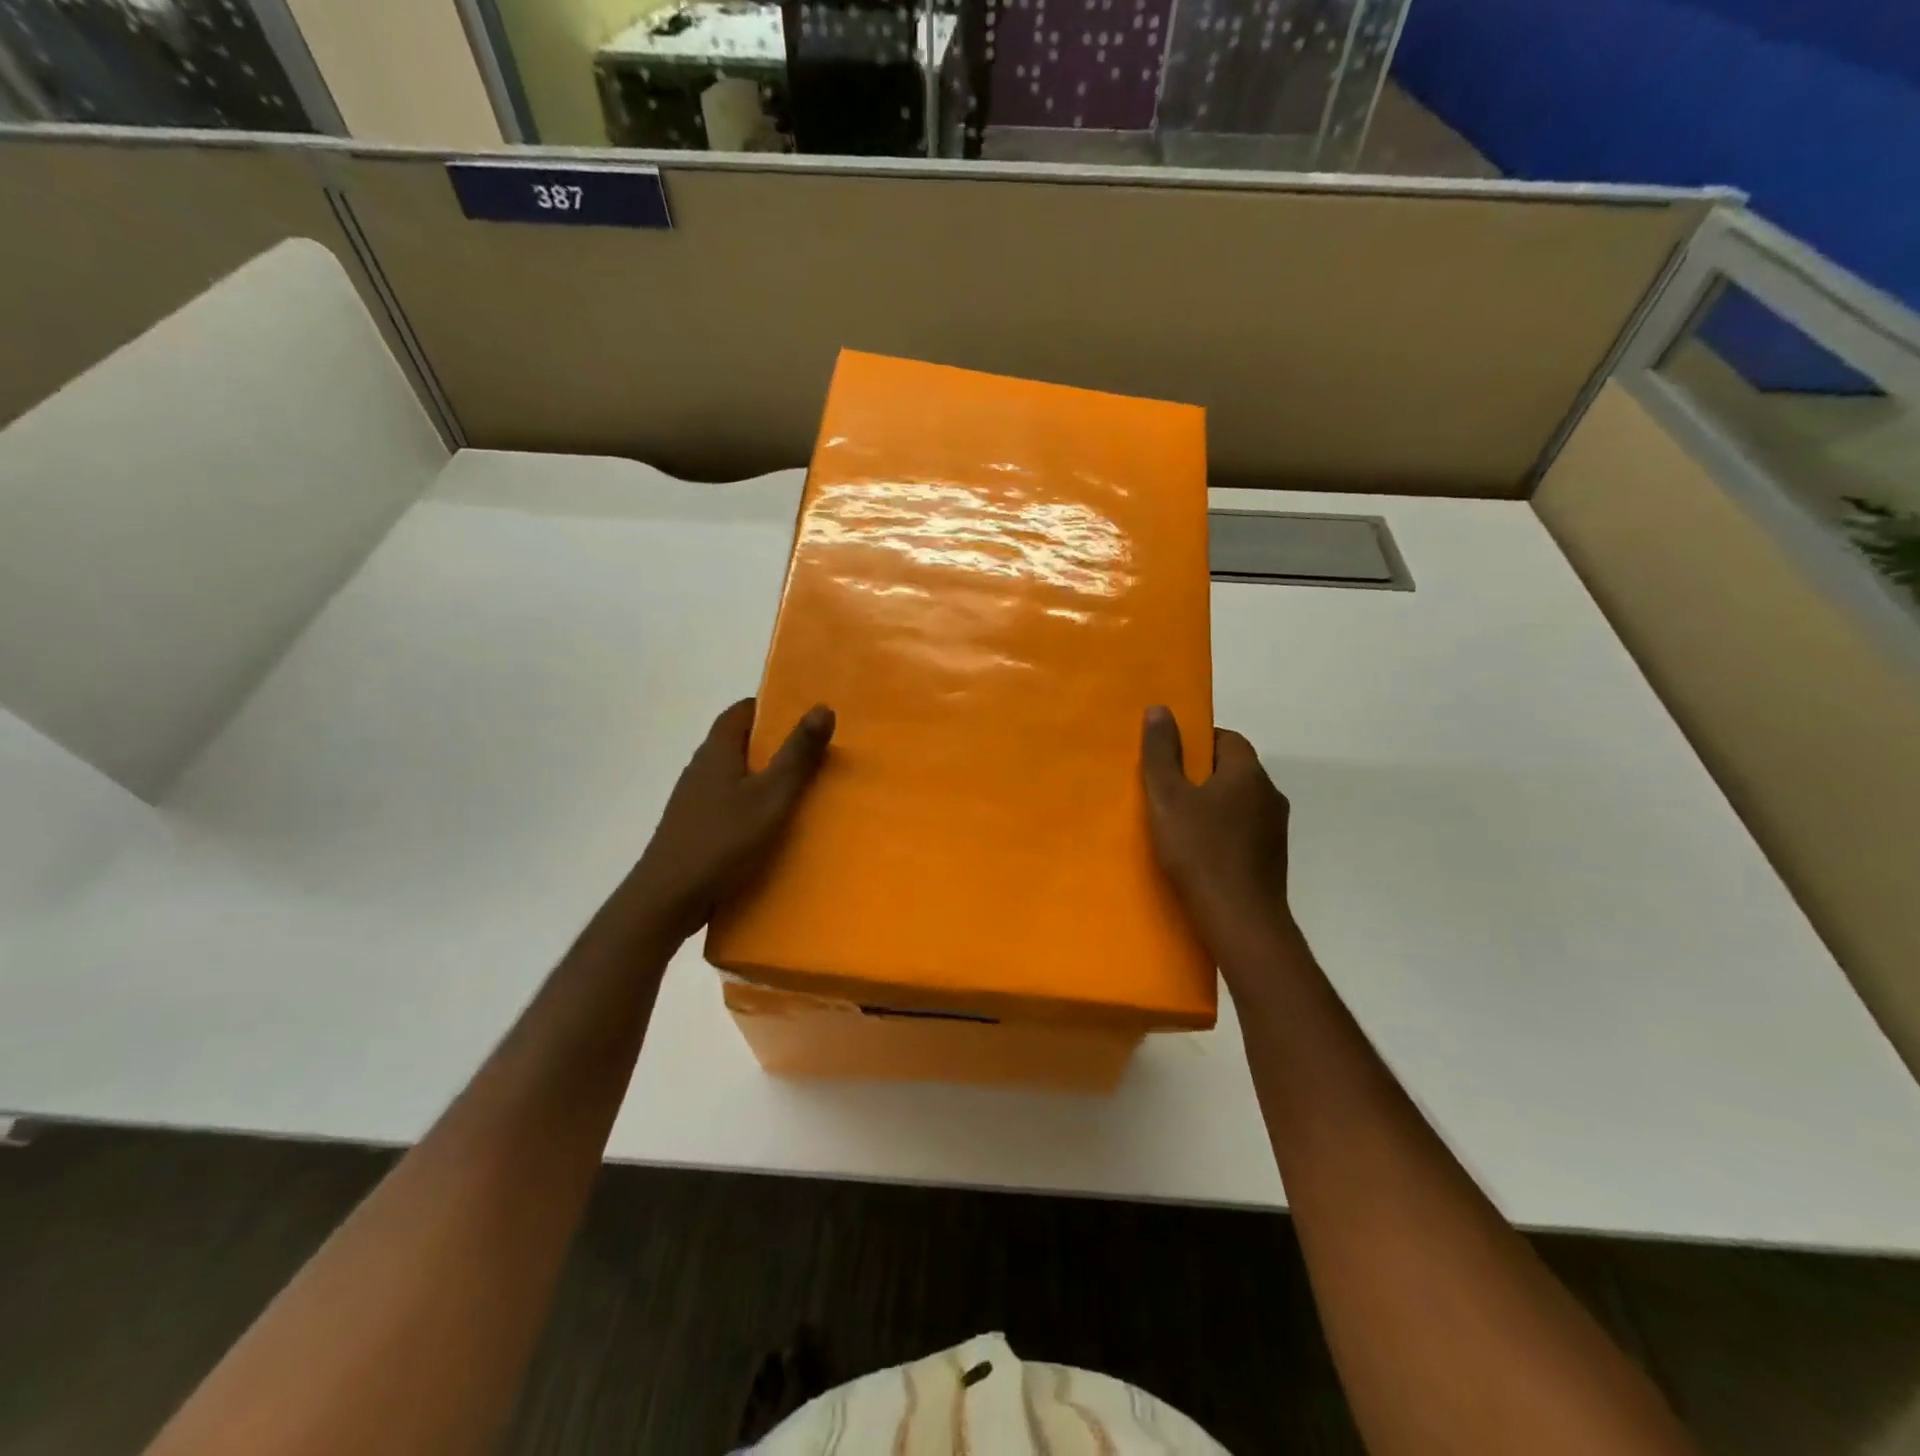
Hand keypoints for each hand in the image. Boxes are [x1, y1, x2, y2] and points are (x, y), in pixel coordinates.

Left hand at [626, 698, 834, 942]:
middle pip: (741, 741)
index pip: (743, 710)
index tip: (807, 717)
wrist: (668, 899)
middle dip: (777, 744)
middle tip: (817, 754)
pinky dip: (754, 804)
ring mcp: (695, 799)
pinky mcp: (696, 826)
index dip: (774, 707)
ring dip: (766, 777)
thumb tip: (823, 707)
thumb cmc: (722, 841)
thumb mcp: (771, 796)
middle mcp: (702, 767)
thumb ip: (797, 755)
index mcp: (717, 751)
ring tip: (804, 789)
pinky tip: (774, 825)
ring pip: (737, 774)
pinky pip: (731, 802)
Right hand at [1140, 705, 1294, 949]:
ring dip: (1212, 806)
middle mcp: (1270, 794)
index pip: (1226, 738)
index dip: (1195, 743)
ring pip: (1238, 802)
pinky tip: (1199, 853)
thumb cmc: (1200, 852)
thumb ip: (1162, 753)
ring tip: (1177, 824)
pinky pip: (1243, 830)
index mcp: (1248, 773)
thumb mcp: (1168, 798)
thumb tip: (1160, 708)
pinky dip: (1222, 832)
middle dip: (1200, 775)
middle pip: (1232, 770)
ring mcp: (1275, 829)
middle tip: (1164, 791)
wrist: (1241, 921)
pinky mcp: (1272, 858)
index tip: (1168, 760)